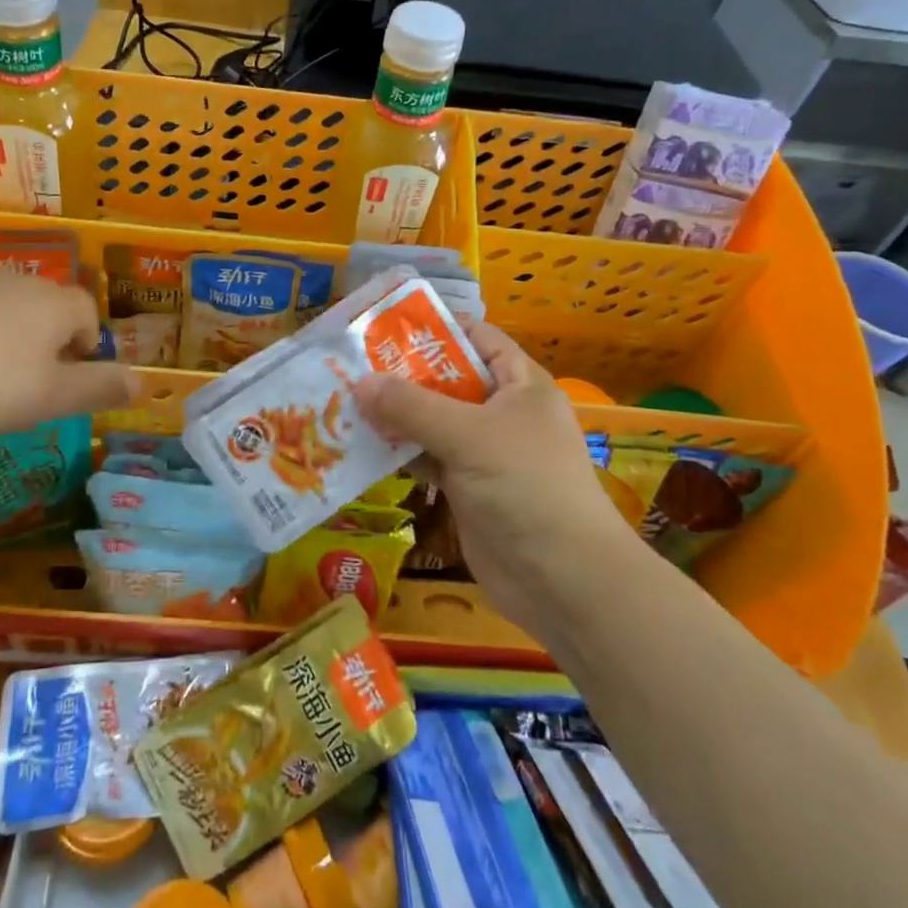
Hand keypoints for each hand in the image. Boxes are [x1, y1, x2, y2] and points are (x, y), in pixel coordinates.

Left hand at [0, 271, 137, 443]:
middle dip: (44, 335)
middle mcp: (16, 280)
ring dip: (2, 329)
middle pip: (44, 303)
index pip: (87, 311)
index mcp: (53, 303)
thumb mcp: (53, 398)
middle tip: (28, 378)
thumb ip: (101, 388)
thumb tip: (143, 383)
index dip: (87, 342)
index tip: (70, 374)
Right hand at [354, 322, 632, 641]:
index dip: (436, 328)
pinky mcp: (469, 488)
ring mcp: (485, 452)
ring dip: (395, 416)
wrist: (563, 580)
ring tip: (344, 402)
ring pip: (433, 422)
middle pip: (448, 380)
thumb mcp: (468, 436)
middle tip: (350, 366)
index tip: (384, 327)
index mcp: (519, 384)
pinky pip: (428, 458)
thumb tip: (359, 382)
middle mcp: (503, 412)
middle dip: (402, 375)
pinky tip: (362, 447)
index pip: (477, 338)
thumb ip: (412, 407)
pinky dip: (400, 452)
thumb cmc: (526, 487)